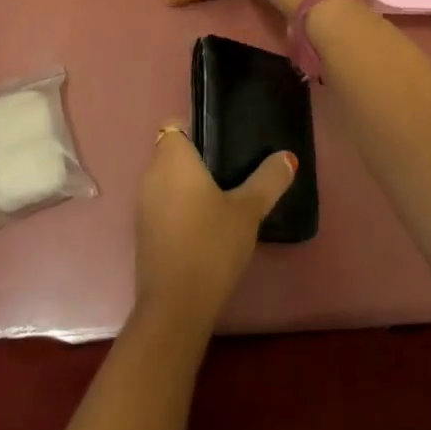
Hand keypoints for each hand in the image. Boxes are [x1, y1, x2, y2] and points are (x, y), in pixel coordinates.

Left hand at [135, 127, 295, 337]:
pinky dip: (180, 207)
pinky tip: (206, 225)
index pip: (176, 125)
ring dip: (188, 185)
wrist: (175, 304)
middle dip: (198, 158)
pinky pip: (163, 204)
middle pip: (172, 152)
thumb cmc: (211, 244)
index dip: (196, 128)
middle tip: (233, 169)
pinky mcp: (143, 230)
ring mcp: (143, 204)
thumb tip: (288, 157)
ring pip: (167, 180)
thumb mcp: (248, 211)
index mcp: (172, 158)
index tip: (223, 142)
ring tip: (224, 197)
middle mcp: (151, 174)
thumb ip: (268, 180)